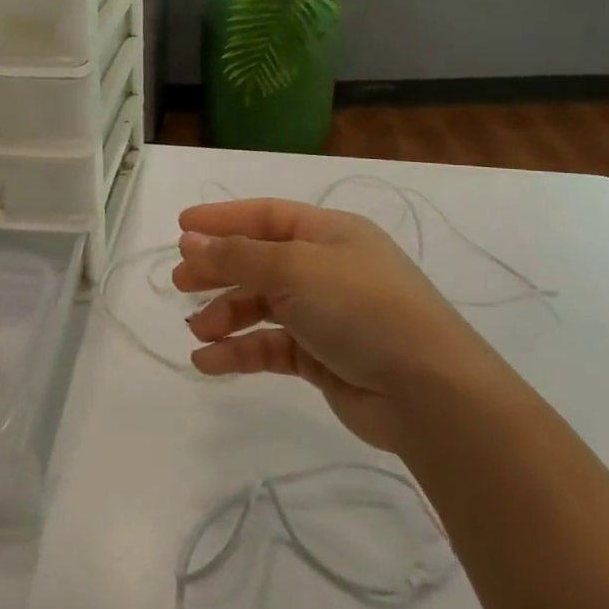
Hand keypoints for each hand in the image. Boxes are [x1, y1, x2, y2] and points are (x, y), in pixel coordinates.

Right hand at [174, 198, 499, 453]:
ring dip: (226, 314)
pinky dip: (240, 351)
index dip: (223, 219)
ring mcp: (325, 314)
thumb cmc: (362, 308)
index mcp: (330, 233)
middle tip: (179, 281)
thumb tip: (189, 240)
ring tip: (197, 329)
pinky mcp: (322, 357)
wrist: (429, 392)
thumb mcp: (295, 269)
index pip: (267, 215)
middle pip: (259, 259)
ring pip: (262, 305)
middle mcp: (327, 268)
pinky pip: (270, 346)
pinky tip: (208, 362)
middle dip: (218, 269)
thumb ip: (238, 256)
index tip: (180, 226)